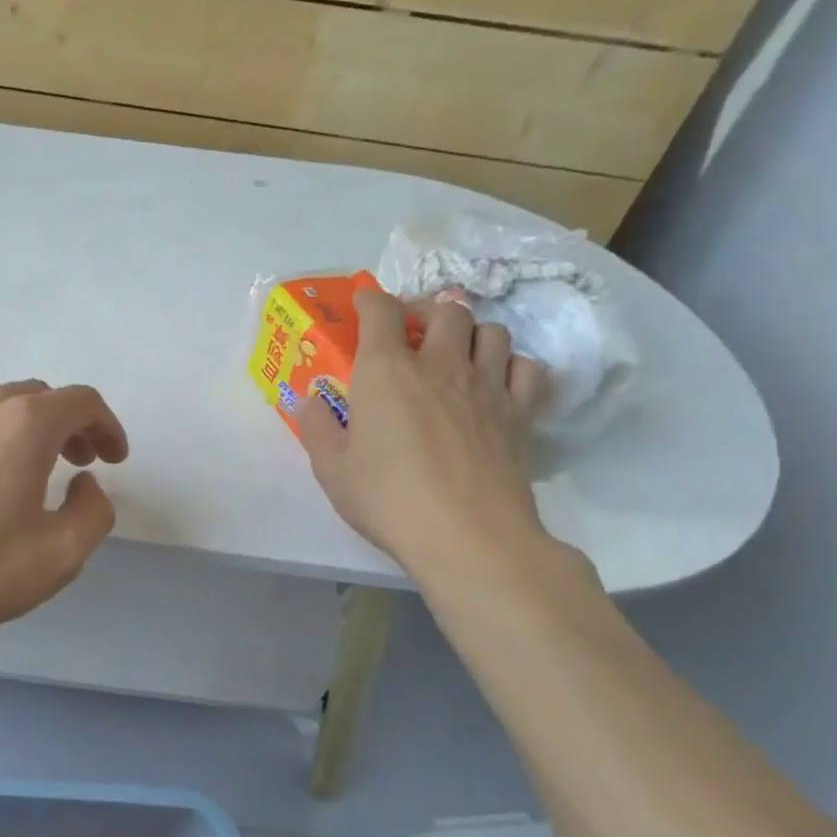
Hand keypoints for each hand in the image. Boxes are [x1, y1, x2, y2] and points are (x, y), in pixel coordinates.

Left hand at [0, 382, 129, 652]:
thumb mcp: (60, 554)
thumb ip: (93, 510)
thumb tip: (84, 484)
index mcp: (21, 424)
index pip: (80, 401)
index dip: (107, 426)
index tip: (114, 459)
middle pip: (39, 397)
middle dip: (69, 425)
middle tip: (80, 464)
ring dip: (28, 428)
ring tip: (35, 470)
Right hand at [298, 288, 547, 580]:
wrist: (468, 536)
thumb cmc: (388, 499)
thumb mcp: (331, 469)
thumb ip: (316, 428)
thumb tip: (310, 400)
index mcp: (386, 372)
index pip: (382, 311)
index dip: (371, 299)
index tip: (364, 303)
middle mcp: (439, 365)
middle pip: (446, 310)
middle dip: (427, 311)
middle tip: (413, 332)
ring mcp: (486, 386)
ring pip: (492, 331)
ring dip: (471, 334)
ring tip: (456, 353)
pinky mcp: (520, 413)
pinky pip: (526, 367)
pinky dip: (510, 365)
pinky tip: (495, 383)